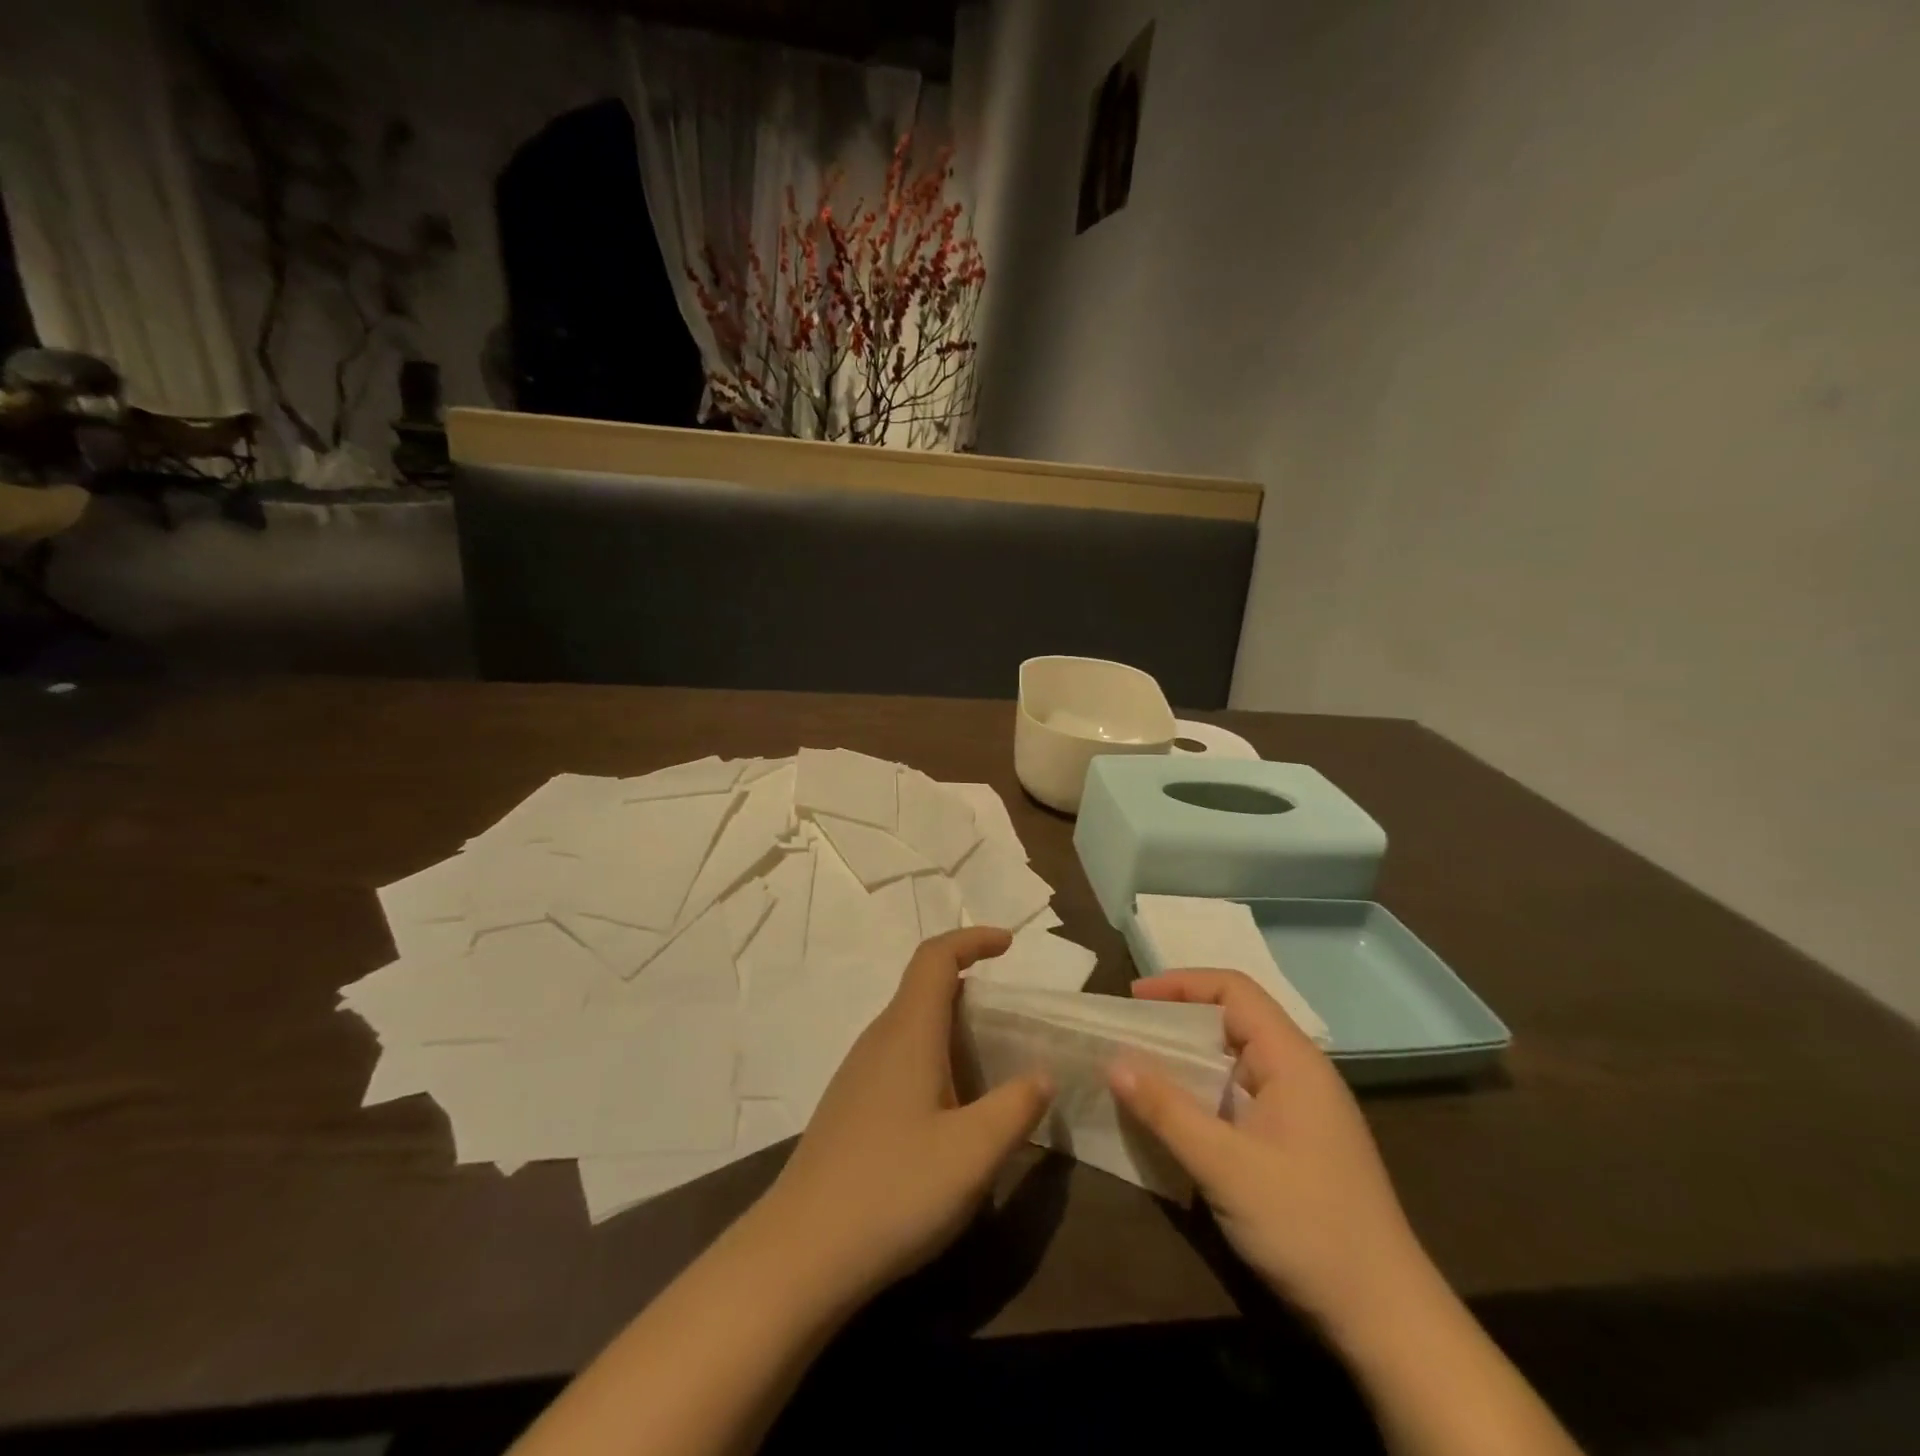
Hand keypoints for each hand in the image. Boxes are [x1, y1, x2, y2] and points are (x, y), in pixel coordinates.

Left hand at [759, 928, 1053, 1303]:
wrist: (799, 1254)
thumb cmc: (893, 1190)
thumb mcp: (973, 1153)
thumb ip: (1016, 1107)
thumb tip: (1042, 1075)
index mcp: (908, 1032)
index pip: (936, 958)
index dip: (972, 939)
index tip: (1009, 944)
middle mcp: (879, 1040)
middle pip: (924, 988)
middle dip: (971, 988)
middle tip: (1013, 1020)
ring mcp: (858, 1074)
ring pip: (911, 1026)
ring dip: (952, 1029)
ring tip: (990, 1066)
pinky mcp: (850, 1107)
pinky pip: (899, 1058)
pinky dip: (933, 1060)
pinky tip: (949, 1112)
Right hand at [1109, 970, 1430, 1341]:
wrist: (1386, 1319)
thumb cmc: (1306, 1226)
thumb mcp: (1225, 1166)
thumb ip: (1167, 1111)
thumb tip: (1113, 1062)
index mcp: (1292, 1059)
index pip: (1234, 990)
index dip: (1182, 983)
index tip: (1134, 999)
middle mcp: (1299, 1072)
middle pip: (1233, 1019)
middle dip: (1178, 1020)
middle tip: (1128, 1035)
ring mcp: (1301, 1109)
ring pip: (1235, 1060)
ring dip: (1188, 1060)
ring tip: (1140, 1071)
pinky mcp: (1297, 1141)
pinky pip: (1241, 1095)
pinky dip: (1204, 1093)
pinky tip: (1176, 1117)